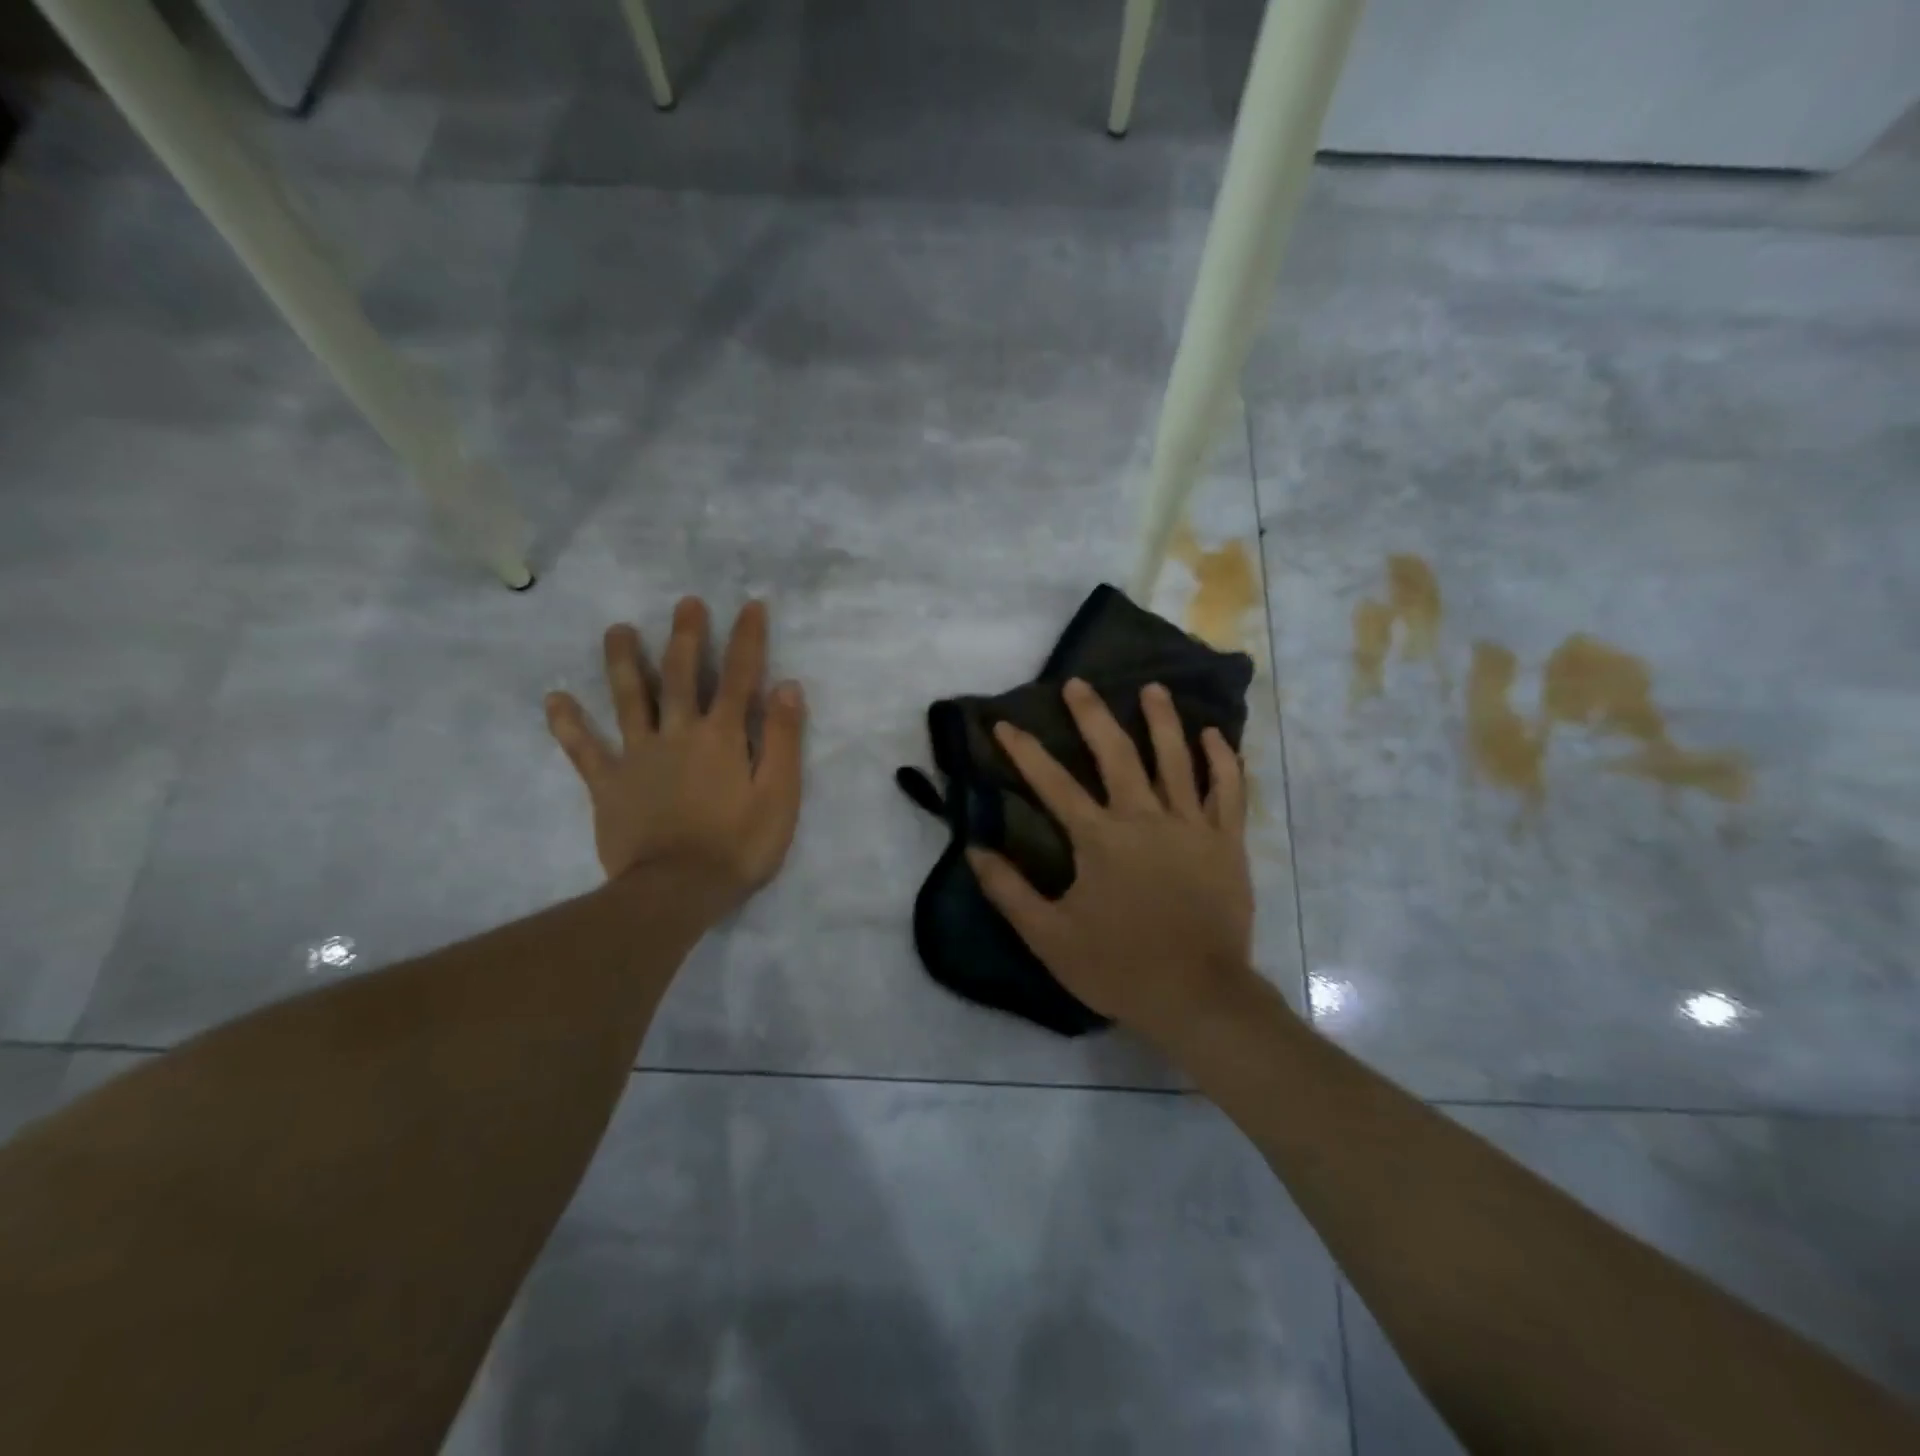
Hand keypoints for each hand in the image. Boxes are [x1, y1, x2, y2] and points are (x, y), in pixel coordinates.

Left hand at [545, 597, 805, 916]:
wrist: (676, 891)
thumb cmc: (738, 846)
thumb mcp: (779, 795)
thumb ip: (782, 739)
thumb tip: (786, 686)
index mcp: (722, 736)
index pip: (739, 676)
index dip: (747, 639)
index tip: (750, 605)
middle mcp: (678, 733)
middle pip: (681, 675)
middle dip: (686, 636)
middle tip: (685, 602)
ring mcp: (637, 755)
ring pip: (629, 698)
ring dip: (624, 661)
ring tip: (617, 629)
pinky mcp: (608, 783)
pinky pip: (584, 749)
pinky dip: (568, 724)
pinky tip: (554, 699)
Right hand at [967, 678, 1261, 1044]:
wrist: (1198, 997)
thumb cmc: (1119, 967)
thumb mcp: (1049, 937)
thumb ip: (1010, 891)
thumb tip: (974, 850)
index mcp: (1100, 839)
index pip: (1054, 784)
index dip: (1025, 751)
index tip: (1004, 723)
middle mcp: (1145, 818)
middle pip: (1116, 754)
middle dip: (1093, 715)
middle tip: (1079, 684)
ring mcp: (1191, 826)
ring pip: (1176, 759)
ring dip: (1163, 720)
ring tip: (1154, 688)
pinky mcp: (1226, 842)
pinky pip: (1228, 791)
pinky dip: (1222, 759)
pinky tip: (1213, 735)